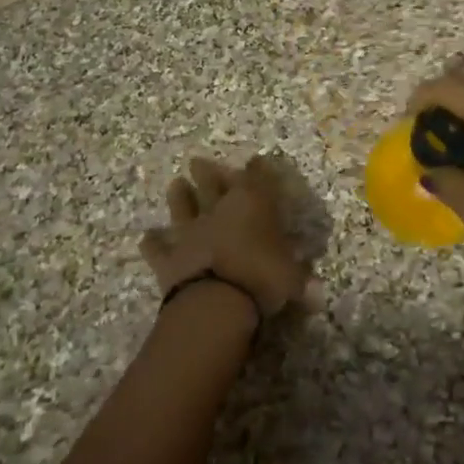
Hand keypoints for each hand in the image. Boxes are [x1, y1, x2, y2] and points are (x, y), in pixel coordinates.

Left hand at [140, 157, 313, 318]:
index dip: (258, 168)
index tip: (257, 160)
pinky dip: (153, 243)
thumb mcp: (293, 277)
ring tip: (175, 185)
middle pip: (212, 182)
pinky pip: (157, 248)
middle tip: (197, 161)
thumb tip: (316, 289)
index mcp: (252, 204)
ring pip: (182, 207)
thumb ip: (299, 276)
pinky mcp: (168, 258)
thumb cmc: (263, 278)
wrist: (215, 303)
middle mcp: (219, 210)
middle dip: (207, 171)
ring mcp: (190, 232)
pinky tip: (147, 238)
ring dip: (179, 196)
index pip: (257, 177)